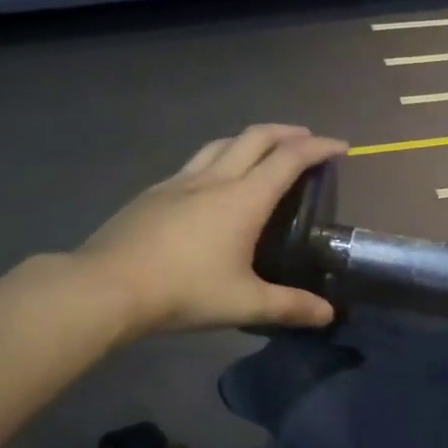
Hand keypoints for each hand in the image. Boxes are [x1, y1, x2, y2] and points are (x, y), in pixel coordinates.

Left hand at [77, 124, 346, 336]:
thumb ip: (289, 307)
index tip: (341, 146)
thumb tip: (328, 315)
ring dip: (251, 139)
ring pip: (222, 143)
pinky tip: (213, 181)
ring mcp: (180, 181)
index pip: (290, 158)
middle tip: (307, 140)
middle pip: (256, 137)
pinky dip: (219, 157)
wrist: (106, 287)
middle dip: (288, 132)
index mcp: (243, 199)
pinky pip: (196, 162)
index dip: (319, 147)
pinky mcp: (154, 191)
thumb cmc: (183, 291)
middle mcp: (215, 179)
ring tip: (264, 151)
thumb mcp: (244, 303)